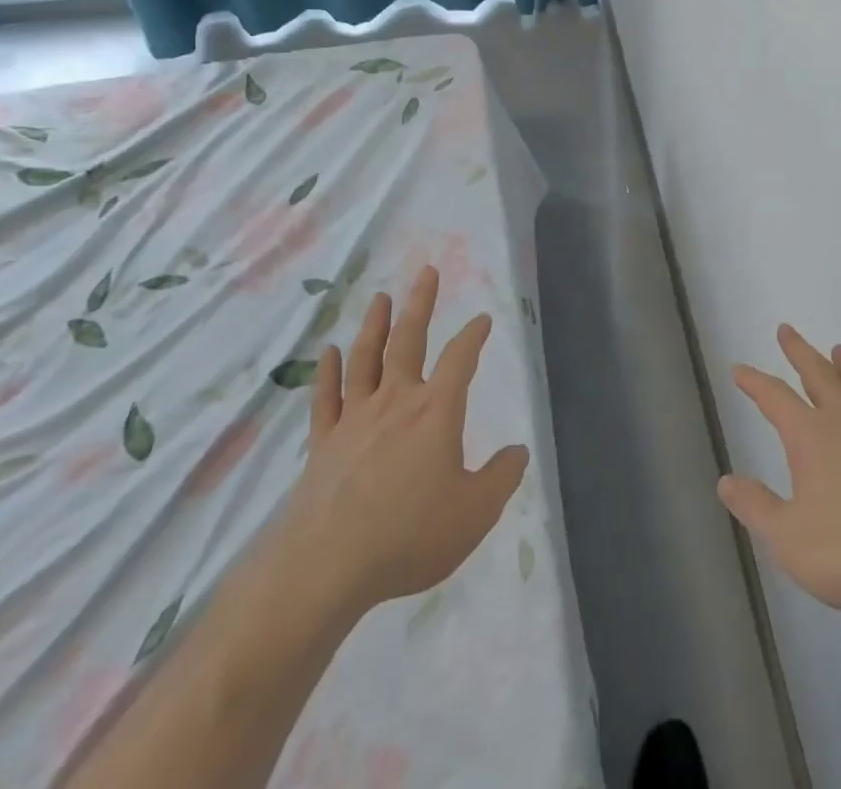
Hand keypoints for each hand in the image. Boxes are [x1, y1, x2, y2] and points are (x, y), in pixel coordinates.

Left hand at [273, 266, 528, 617]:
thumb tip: (517, 451)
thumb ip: (501, 477)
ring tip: (381, 297)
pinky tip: (330, 353)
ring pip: (366, 359)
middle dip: (420, 304)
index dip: (474, 335)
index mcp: (436, 411)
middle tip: (426, 272)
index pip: (461, 358)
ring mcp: (354, 421)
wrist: (325, 569)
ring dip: (375, 325)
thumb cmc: (409, 535)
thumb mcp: (475, 512)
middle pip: (409, 341)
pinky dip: (328, 373)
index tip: (483, 319)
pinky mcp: (323, 445)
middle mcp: (396, 402)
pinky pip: (326, 399)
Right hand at [719, 325, 840, 624]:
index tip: (739, 368)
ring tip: (838, 349)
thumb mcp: (789, 538)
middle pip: (819, 375)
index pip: (775, 398)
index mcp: (811, 437)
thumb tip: (726, 480)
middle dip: (799, 352)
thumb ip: (756, 508)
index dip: (754, 382)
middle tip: (787, 329)